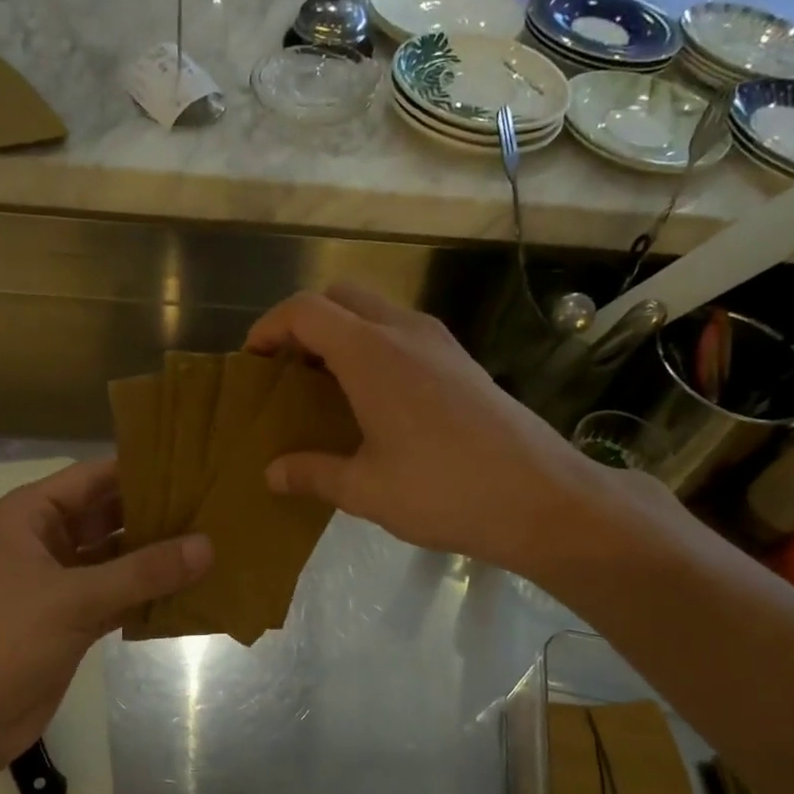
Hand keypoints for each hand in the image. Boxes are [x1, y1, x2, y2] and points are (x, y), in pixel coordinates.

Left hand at [0, 460, 210, 775]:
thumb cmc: (7, 641)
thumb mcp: (76, 599)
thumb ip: (143, 571)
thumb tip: (208, 546)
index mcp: (29, 516)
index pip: (93, 477)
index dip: (141, 470)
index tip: (195, 467)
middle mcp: (45, 540)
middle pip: (108, 515)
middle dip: (156, 513)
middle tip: (213, 506)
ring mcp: (59, 580)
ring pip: (116, 556)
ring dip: (155, 555)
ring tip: (212, 542)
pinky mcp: (72, 616)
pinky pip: (118, 593)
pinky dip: (148, 592)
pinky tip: (191, 588)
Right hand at [246, 283, 668, 578]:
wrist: (541, 497)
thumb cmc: (444, 491)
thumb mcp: (366, 490)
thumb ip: (312, 474)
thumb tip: (271, 473)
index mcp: (371, 353)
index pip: (306, 310)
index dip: (270, 326)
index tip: (252, 359)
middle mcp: (405, 332)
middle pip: (341, 296)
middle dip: (305, 322)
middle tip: (288, 369)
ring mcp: (440, 343)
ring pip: (377, 310)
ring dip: (343, 332)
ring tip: (325, 384)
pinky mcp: (462, 362)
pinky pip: (404, 333)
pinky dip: (375, 346)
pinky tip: (374, 399)